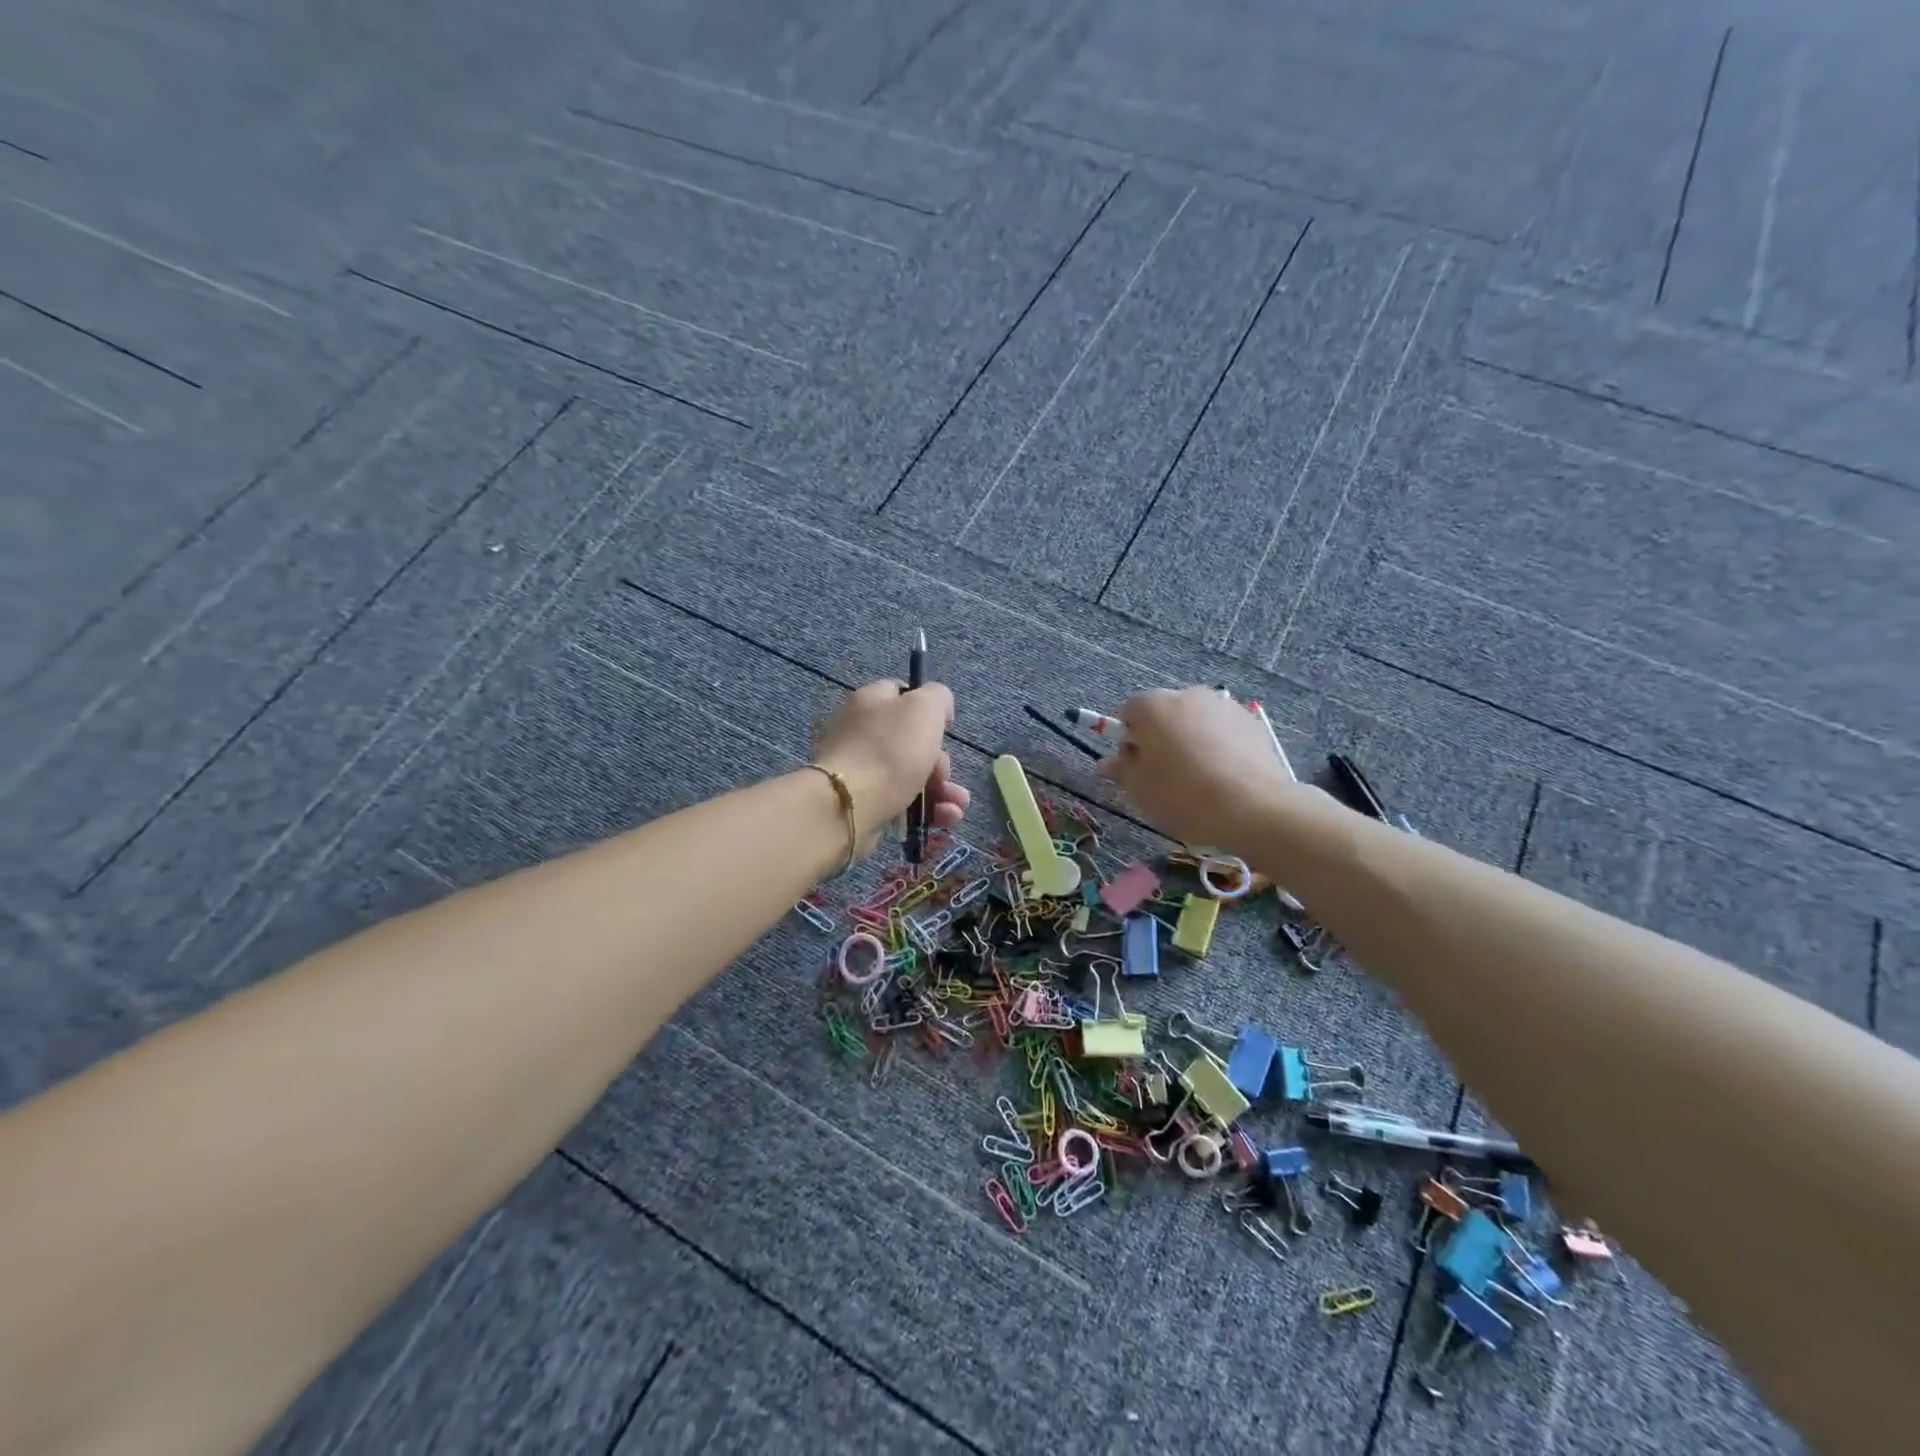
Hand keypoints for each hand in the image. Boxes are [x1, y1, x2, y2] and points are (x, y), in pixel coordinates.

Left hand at [812, 679, 969, 854]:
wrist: (848, 805)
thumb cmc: (890, 750)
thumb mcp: (925, 708)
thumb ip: (937, 697)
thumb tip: (938, 709)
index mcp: (870, 701)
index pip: (902, 695)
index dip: (929, 710)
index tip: (945, 730)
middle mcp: (859, 731)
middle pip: (910, 742)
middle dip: (941, 764)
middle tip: (946, 778)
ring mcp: (858, 769)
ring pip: (908, 776)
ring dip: (940, 792)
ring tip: (956, 810)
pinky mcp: (859, 802)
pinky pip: (898, 802)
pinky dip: (923, 812)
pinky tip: (942, 821)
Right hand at [1099, 687, 1299, 850]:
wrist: (1255, 808)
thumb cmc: (1184, 796)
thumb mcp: (1141, 790)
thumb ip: (1121, 770)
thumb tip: (1108, 762)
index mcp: (1154, 706)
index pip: (1129, 710)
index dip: (1127, 738)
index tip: (1135, 767)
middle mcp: (1188, 695)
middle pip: (1163, 711)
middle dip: (1159, 736)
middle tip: (1164, 774)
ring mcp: (1224, 706)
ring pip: (1194, 719)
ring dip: (1189, 739)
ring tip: (1198, 777)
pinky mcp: (1252, 722)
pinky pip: (1222, 729)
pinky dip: (1217, 744)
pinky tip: (1224, 776)